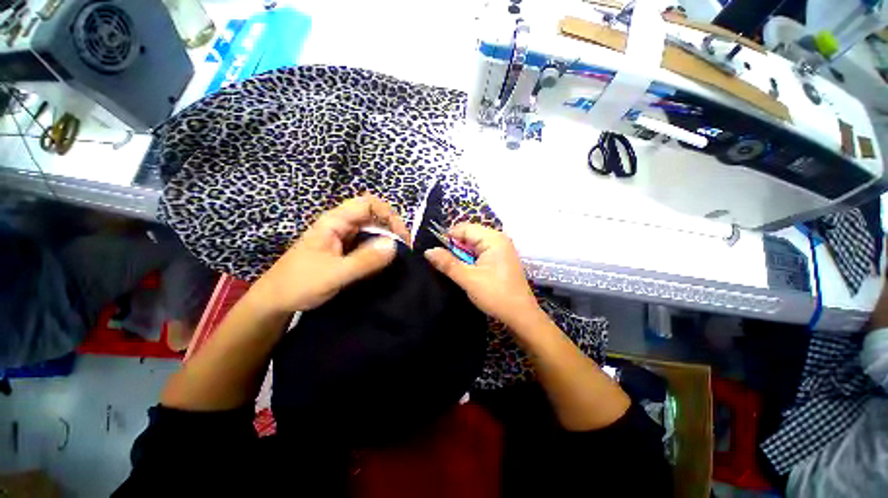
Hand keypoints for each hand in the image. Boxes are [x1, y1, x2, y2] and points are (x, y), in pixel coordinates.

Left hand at [250, 195, 410, 312]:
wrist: (275, 300)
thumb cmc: (299, 284)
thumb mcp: (334, 274)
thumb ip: (365, 260)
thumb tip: (395, 245)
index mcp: (334, 221)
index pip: (368, 203)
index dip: (388, 215)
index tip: (400, 237)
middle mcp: (340, 224)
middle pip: (373, 215)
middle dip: (391, 228)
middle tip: (404, 250)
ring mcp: (342, 237)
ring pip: (372, 229)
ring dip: (387, 239)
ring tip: (398, 256)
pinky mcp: (344, 249)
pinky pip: (367, 243)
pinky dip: (380, 249)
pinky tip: (385, 261)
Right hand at [425, 223, 540, 327]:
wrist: (521, 315)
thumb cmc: (495, 295)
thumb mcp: (468, 279)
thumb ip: (447, 263)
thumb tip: (428, 251)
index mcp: (493, 239)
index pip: (464, 228)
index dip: (448, 238)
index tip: (438, 254)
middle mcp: (499, 239)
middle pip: (470, 234)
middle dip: (456, 247)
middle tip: (448, 264)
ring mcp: (502, 248)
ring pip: (474, 244)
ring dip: (463, 254)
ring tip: (458, 269)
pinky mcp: (502, 258)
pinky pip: (481, 252)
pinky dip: (472, 258)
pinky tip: (469, 270)